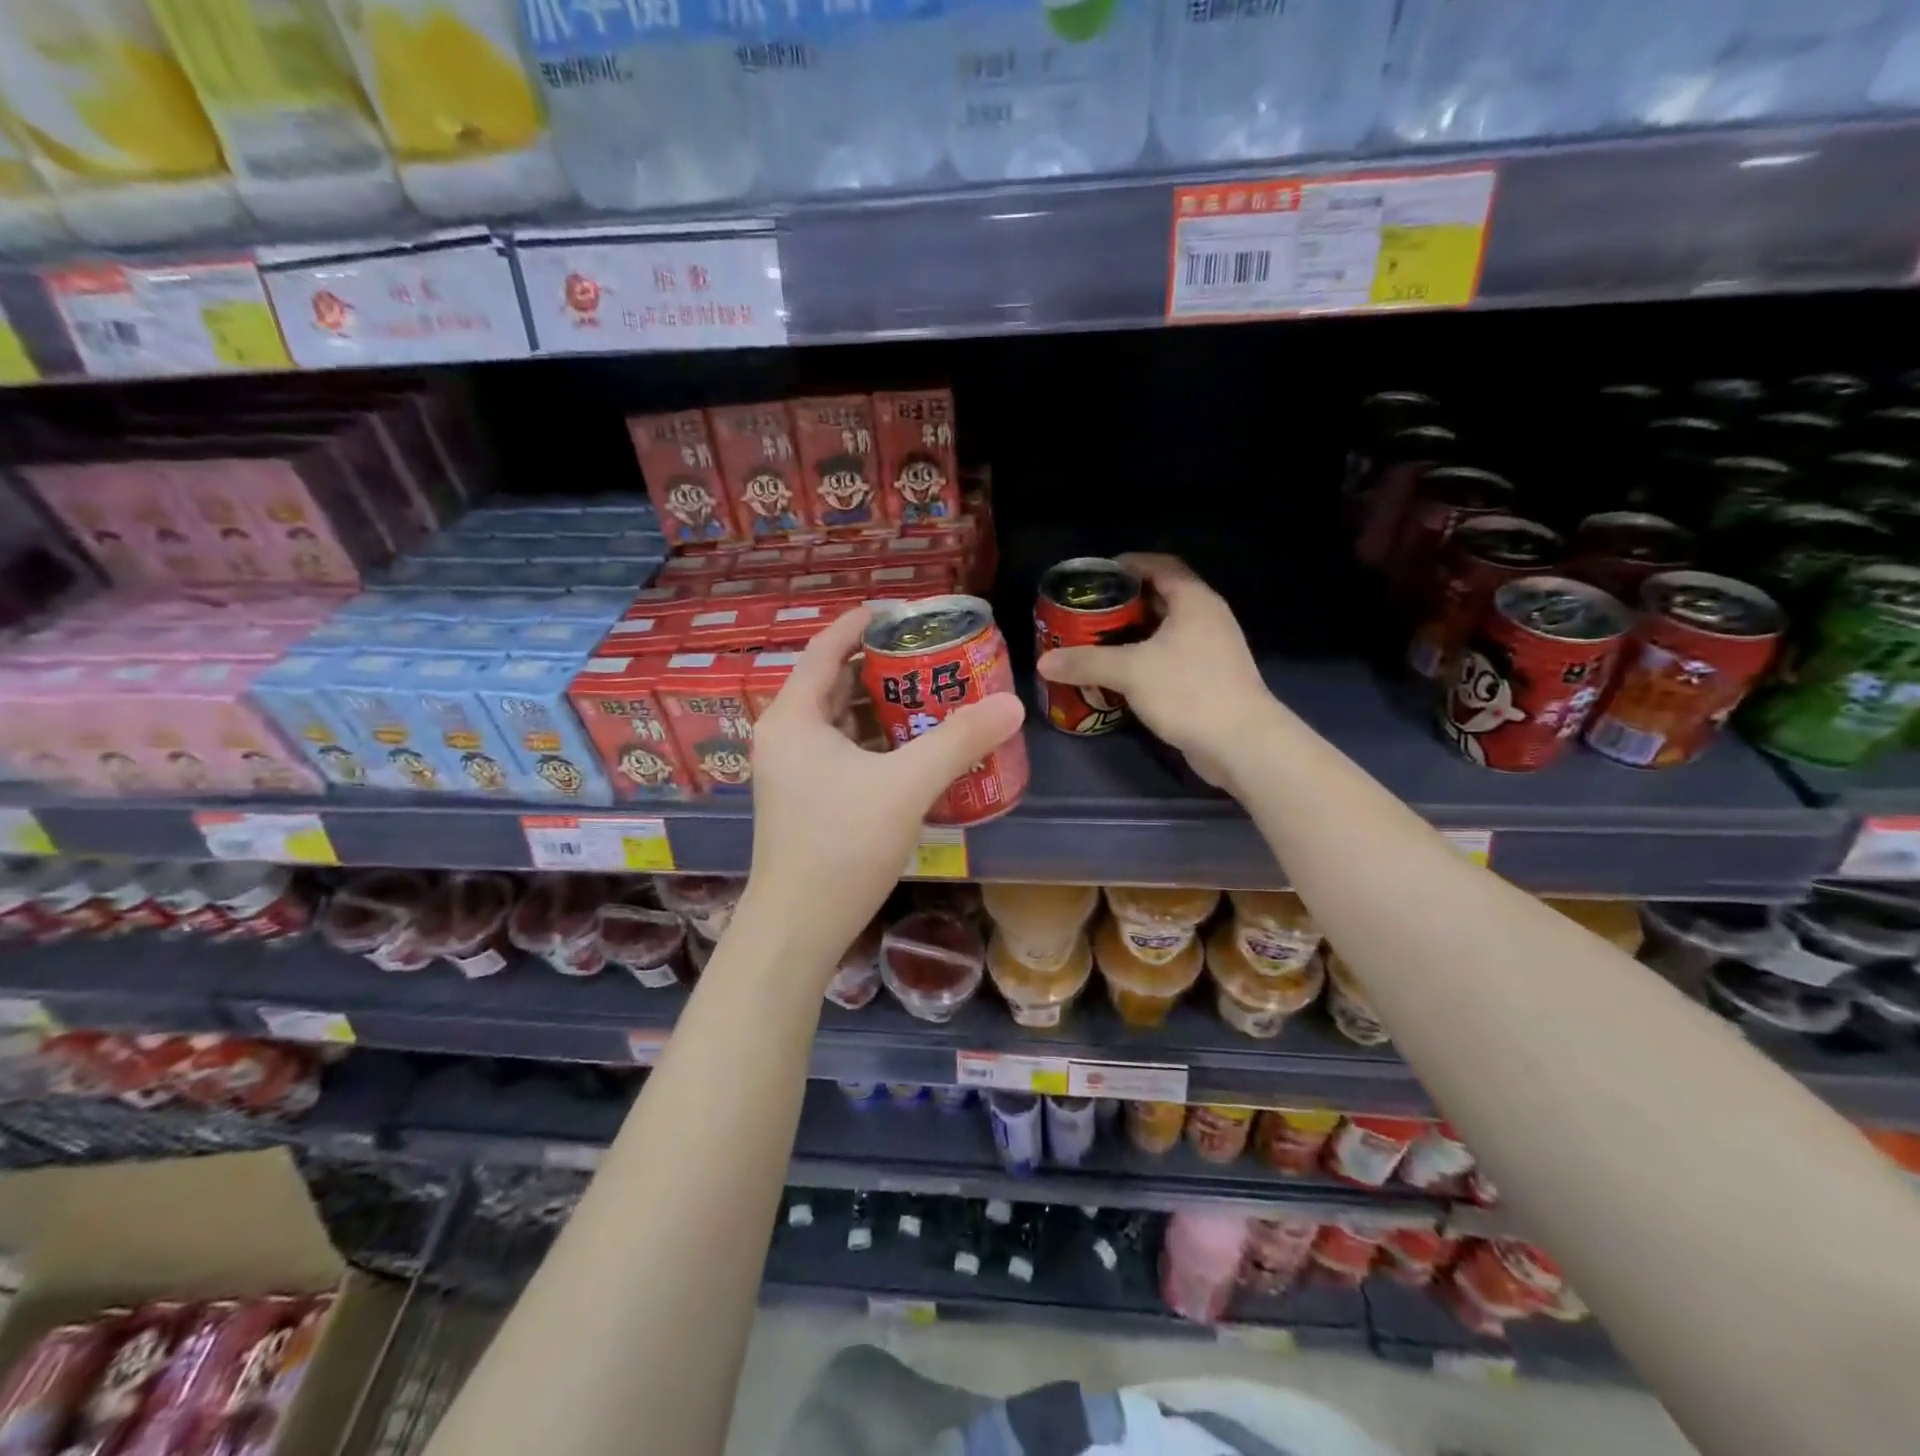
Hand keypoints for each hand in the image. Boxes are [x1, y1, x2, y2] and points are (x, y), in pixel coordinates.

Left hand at [743, 607, 1025, 974]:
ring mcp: (792, 769)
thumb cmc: (842, 845)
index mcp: (794, 716)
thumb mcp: (906, 786)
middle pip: (834, 682)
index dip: (861, 624)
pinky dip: (875, 740)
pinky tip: (913, 747)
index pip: (826, 648)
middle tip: (930, 656)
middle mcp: (785, 735)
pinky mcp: (804, 797)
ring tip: (930, 694)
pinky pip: (842, 751)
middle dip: (880, 666)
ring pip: (839, 720)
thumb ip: (959, 741)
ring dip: (880, 705)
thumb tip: (1012, 705)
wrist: (799, 925)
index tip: (902, 611)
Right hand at [1037, 553, 1273, 788]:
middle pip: (1162, 597)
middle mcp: (1207, 617)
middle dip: (1124, 602)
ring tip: (1097, 641)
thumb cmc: (1188, 691)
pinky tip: (1122, 673)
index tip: (1096, 575)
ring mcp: (1212, 649)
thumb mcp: (1130, 672)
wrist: (1240, 743)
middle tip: (1088, 612)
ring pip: (1166, 629)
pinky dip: (1146, 657)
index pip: (1160, 565)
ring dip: (1134, 633)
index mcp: (1194, 601)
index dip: (1128, 564)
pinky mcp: (1210, 678)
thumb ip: (1086, 662)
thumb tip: (1044, 662)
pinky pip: (1172, 656)